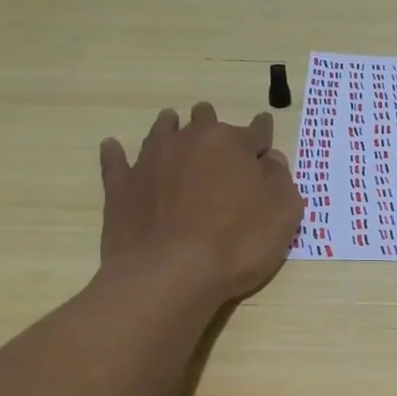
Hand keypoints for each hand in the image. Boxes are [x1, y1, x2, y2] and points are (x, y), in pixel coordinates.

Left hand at [97, 103, 303, 304]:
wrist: (169, 274)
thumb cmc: (237, 243)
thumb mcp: (283, 213)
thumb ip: (280, 179)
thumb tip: (270, 159)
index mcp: (233, 144)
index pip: (256, 131)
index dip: (263, 134)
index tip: (264, 135)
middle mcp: (190, 142)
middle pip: (204, 121)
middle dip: (213, 123)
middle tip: (216, 132)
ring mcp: (151, 161)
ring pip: (162, 131)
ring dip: (170, 127)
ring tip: (171, 123)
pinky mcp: (122, 186)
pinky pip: (116, 161)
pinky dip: (116, 153)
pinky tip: (113, 147)